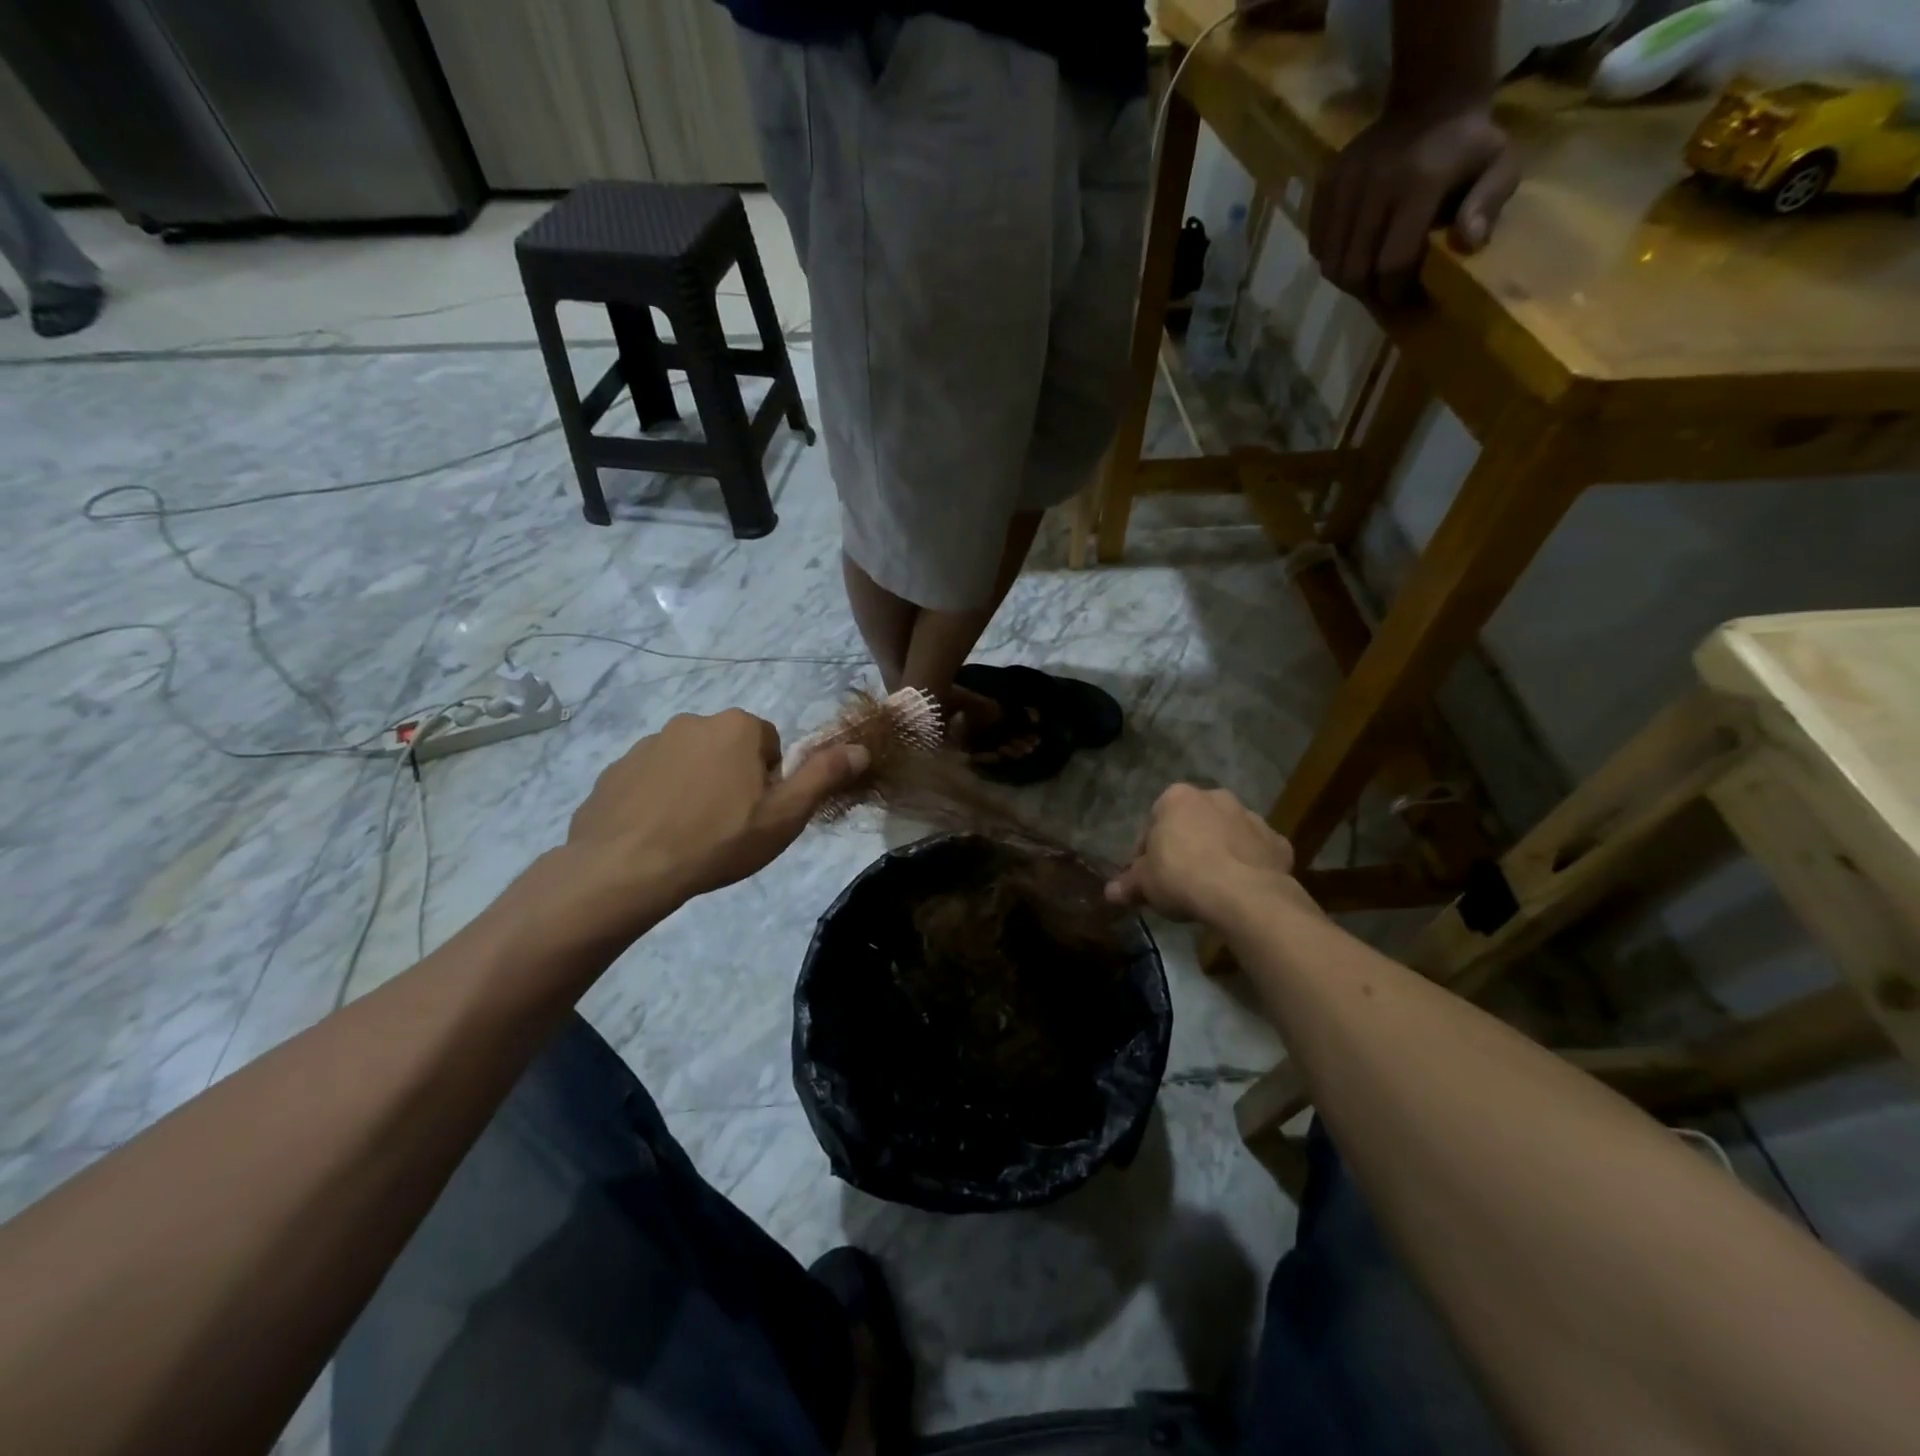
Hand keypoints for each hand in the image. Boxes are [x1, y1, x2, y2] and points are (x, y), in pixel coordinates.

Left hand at [563, 709, 868, 923]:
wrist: (626, 869)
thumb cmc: (719, 840)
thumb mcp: (785, 815)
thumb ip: (824, 776)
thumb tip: (861, 747)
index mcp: (737, 727)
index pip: (770, 744)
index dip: (770, 781)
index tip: (759, 814)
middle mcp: (692, 722)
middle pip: (729, 750)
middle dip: (733, 780)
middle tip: (729, 827)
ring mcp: (648, 744)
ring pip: (689, 764)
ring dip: (696, 789)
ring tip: (691, 835)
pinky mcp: (615, 770)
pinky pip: (651, 780)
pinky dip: (659, 800)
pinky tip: (658, 836)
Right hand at [1106, 784, 1305, 924]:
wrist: (1244, 895)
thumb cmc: (1182, 877)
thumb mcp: (1145, 884)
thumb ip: (1127, 884)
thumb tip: (1109, 893)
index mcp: (1176, 798)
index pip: (1153, 824)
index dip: (1147, 853)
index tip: (1148, 877)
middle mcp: (1215, 797)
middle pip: (1192, 823)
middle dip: (1185, 846)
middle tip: (1179, 881)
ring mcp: (1250, 817)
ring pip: (1226, 834)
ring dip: (1219, 852)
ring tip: (1211, 887)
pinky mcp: (1277, 842)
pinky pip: (1256, 852)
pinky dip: (1249, 865)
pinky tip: (1241, 889)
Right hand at [1309, 102, 1517, 302]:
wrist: (1432, 97)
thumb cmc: (1469, 143)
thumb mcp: (1501, 164)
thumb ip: (1489, 203)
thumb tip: (1469, 244)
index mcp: (1419, 184)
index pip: (1392, 262)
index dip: (1396, 291)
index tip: (1406, 300)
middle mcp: (1374, 185)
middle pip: (1353, 269)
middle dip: (1367, 291)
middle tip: (1383, 293)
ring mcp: (1345, 184)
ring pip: (1330, 261)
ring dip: (1347, 278)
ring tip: (1367, 276)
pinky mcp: (1326, 184)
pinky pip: (1318, 242)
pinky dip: (1331, 257)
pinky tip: (1352, 252)